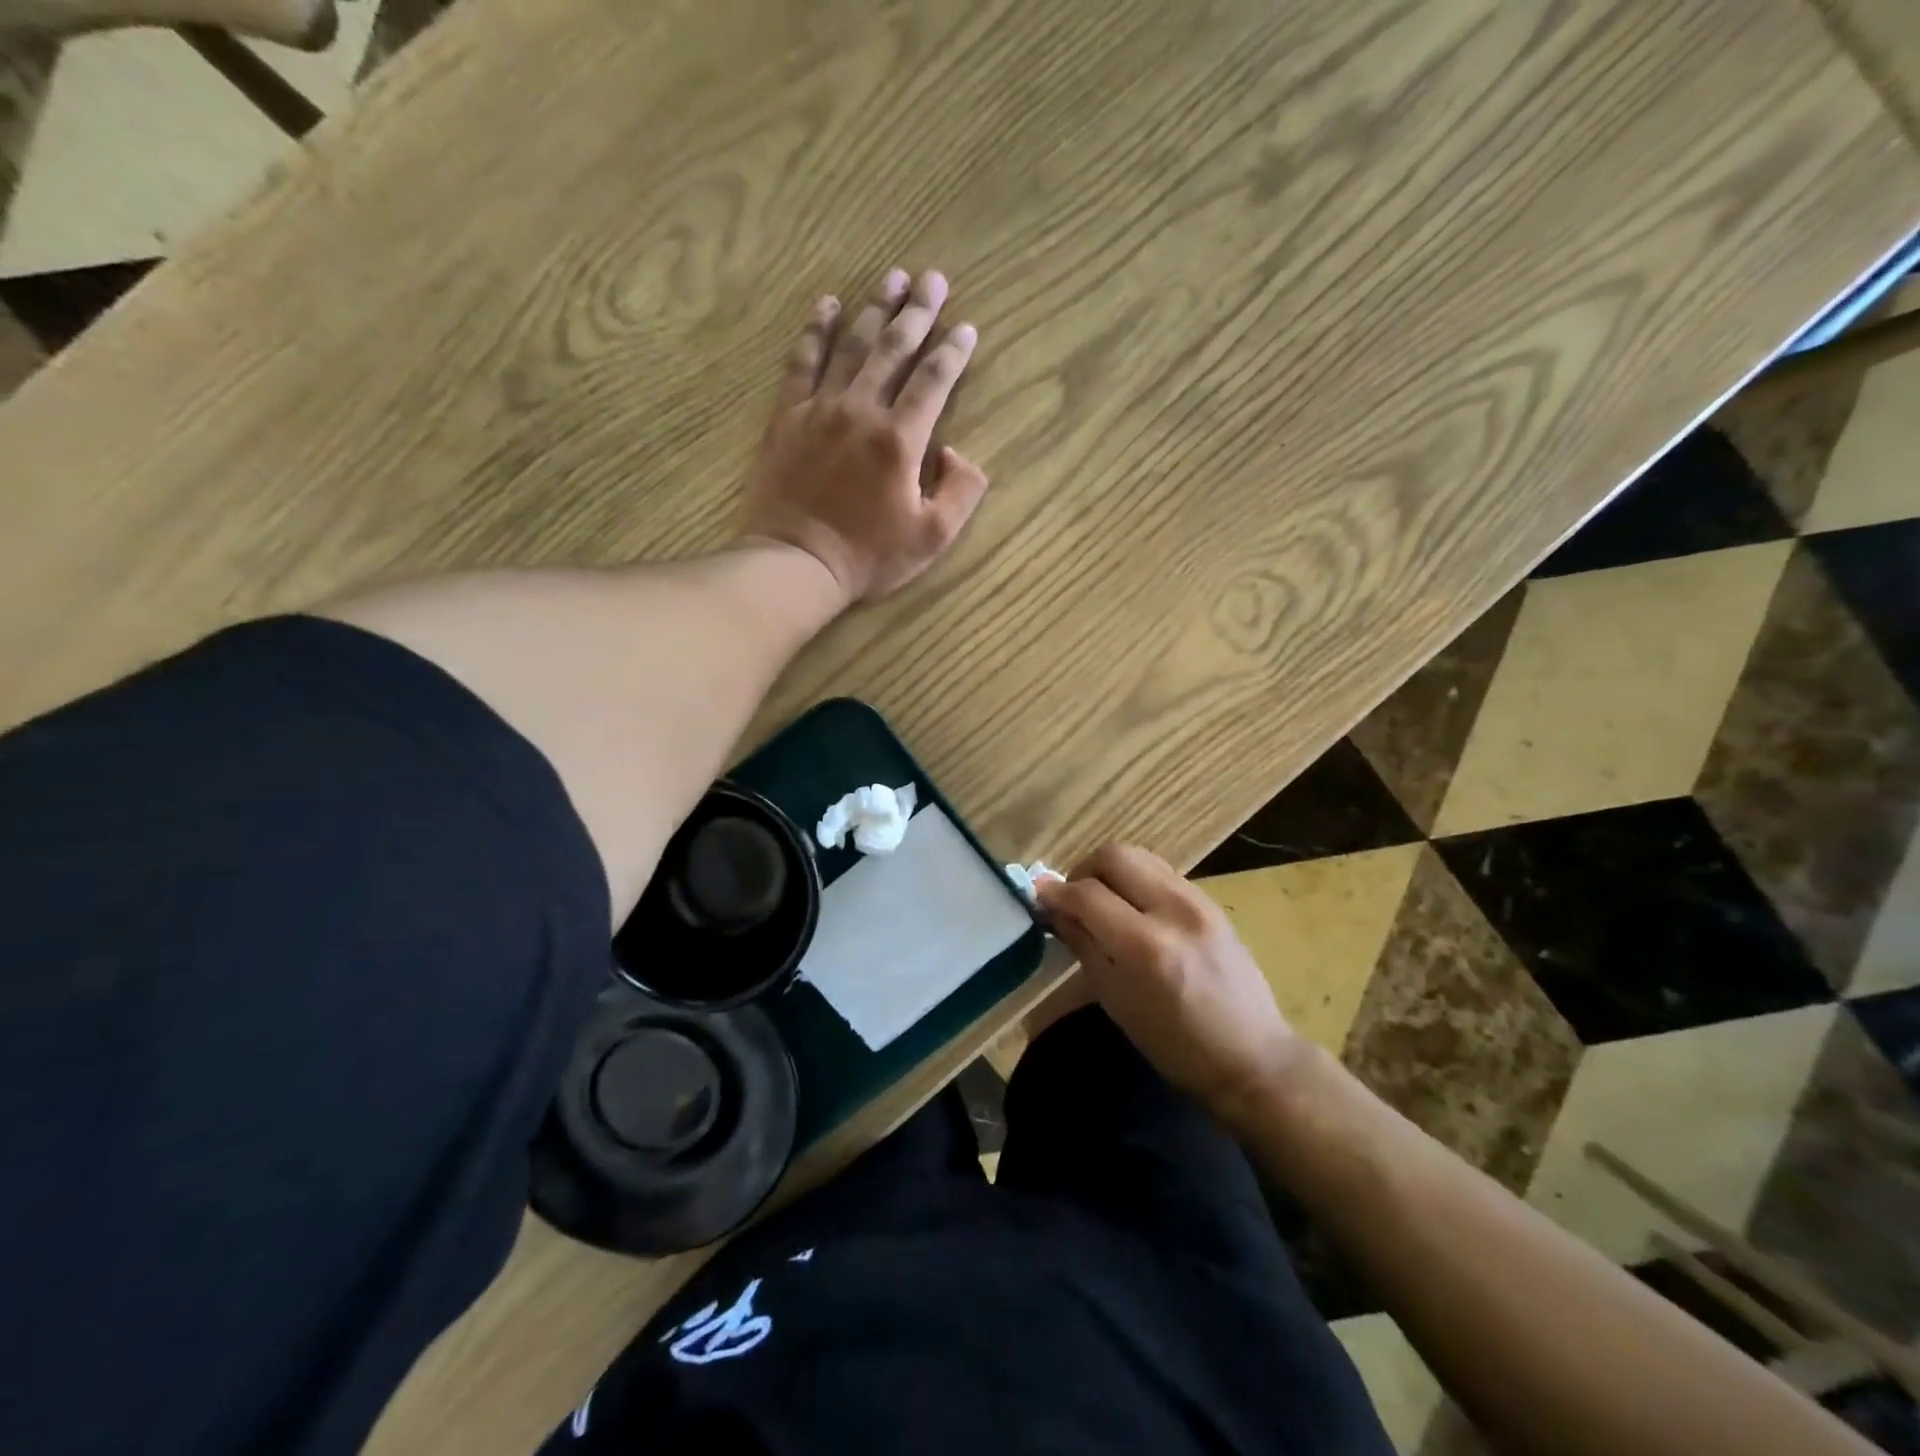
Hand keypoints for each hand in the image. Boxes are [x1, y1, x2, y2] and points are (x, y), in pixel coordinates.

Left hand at [739, 268, 988, 602]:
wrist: (796, 563)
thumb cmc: (868, 556)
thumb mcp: (932, 537)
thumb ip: (961, 492)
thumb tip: (957, 452)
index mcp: (900, 439)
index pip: (933, 381)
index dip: (953, 352)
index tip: (966, 327)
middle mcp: (861, 410)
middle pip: (893, 348)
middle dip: (918, 312)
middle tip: (933, 279)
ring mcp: (820, 409)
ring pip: (851, 345)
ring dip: (874, 308)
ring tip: (892, 277)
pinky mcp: (787, 416)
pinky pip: (802, 361)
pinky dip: (816, 330)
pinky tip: (827, 305)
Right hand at [1036, 845, 1305, 1127]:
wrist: (1252, 1057)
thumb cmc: (1174, 1044)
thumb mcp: (1115, 1000)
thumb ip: (1083, 944)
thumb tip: (1052, 907)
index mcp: (1145, 946)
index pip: (1087, 894)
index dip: (1056, 893)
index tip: (1039, 898)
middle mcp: (1173, 910)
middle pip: (1114, 856)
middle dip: (1083, 870)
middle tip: (1074, 899)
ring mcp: (1198, 901)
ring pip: (1139, 856)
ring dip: (1111, 872)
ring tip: (1102, 902)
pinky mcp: (1211, 901)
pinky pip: (1161, 872)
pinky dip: (1137, 880)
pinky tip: (1133, 909)